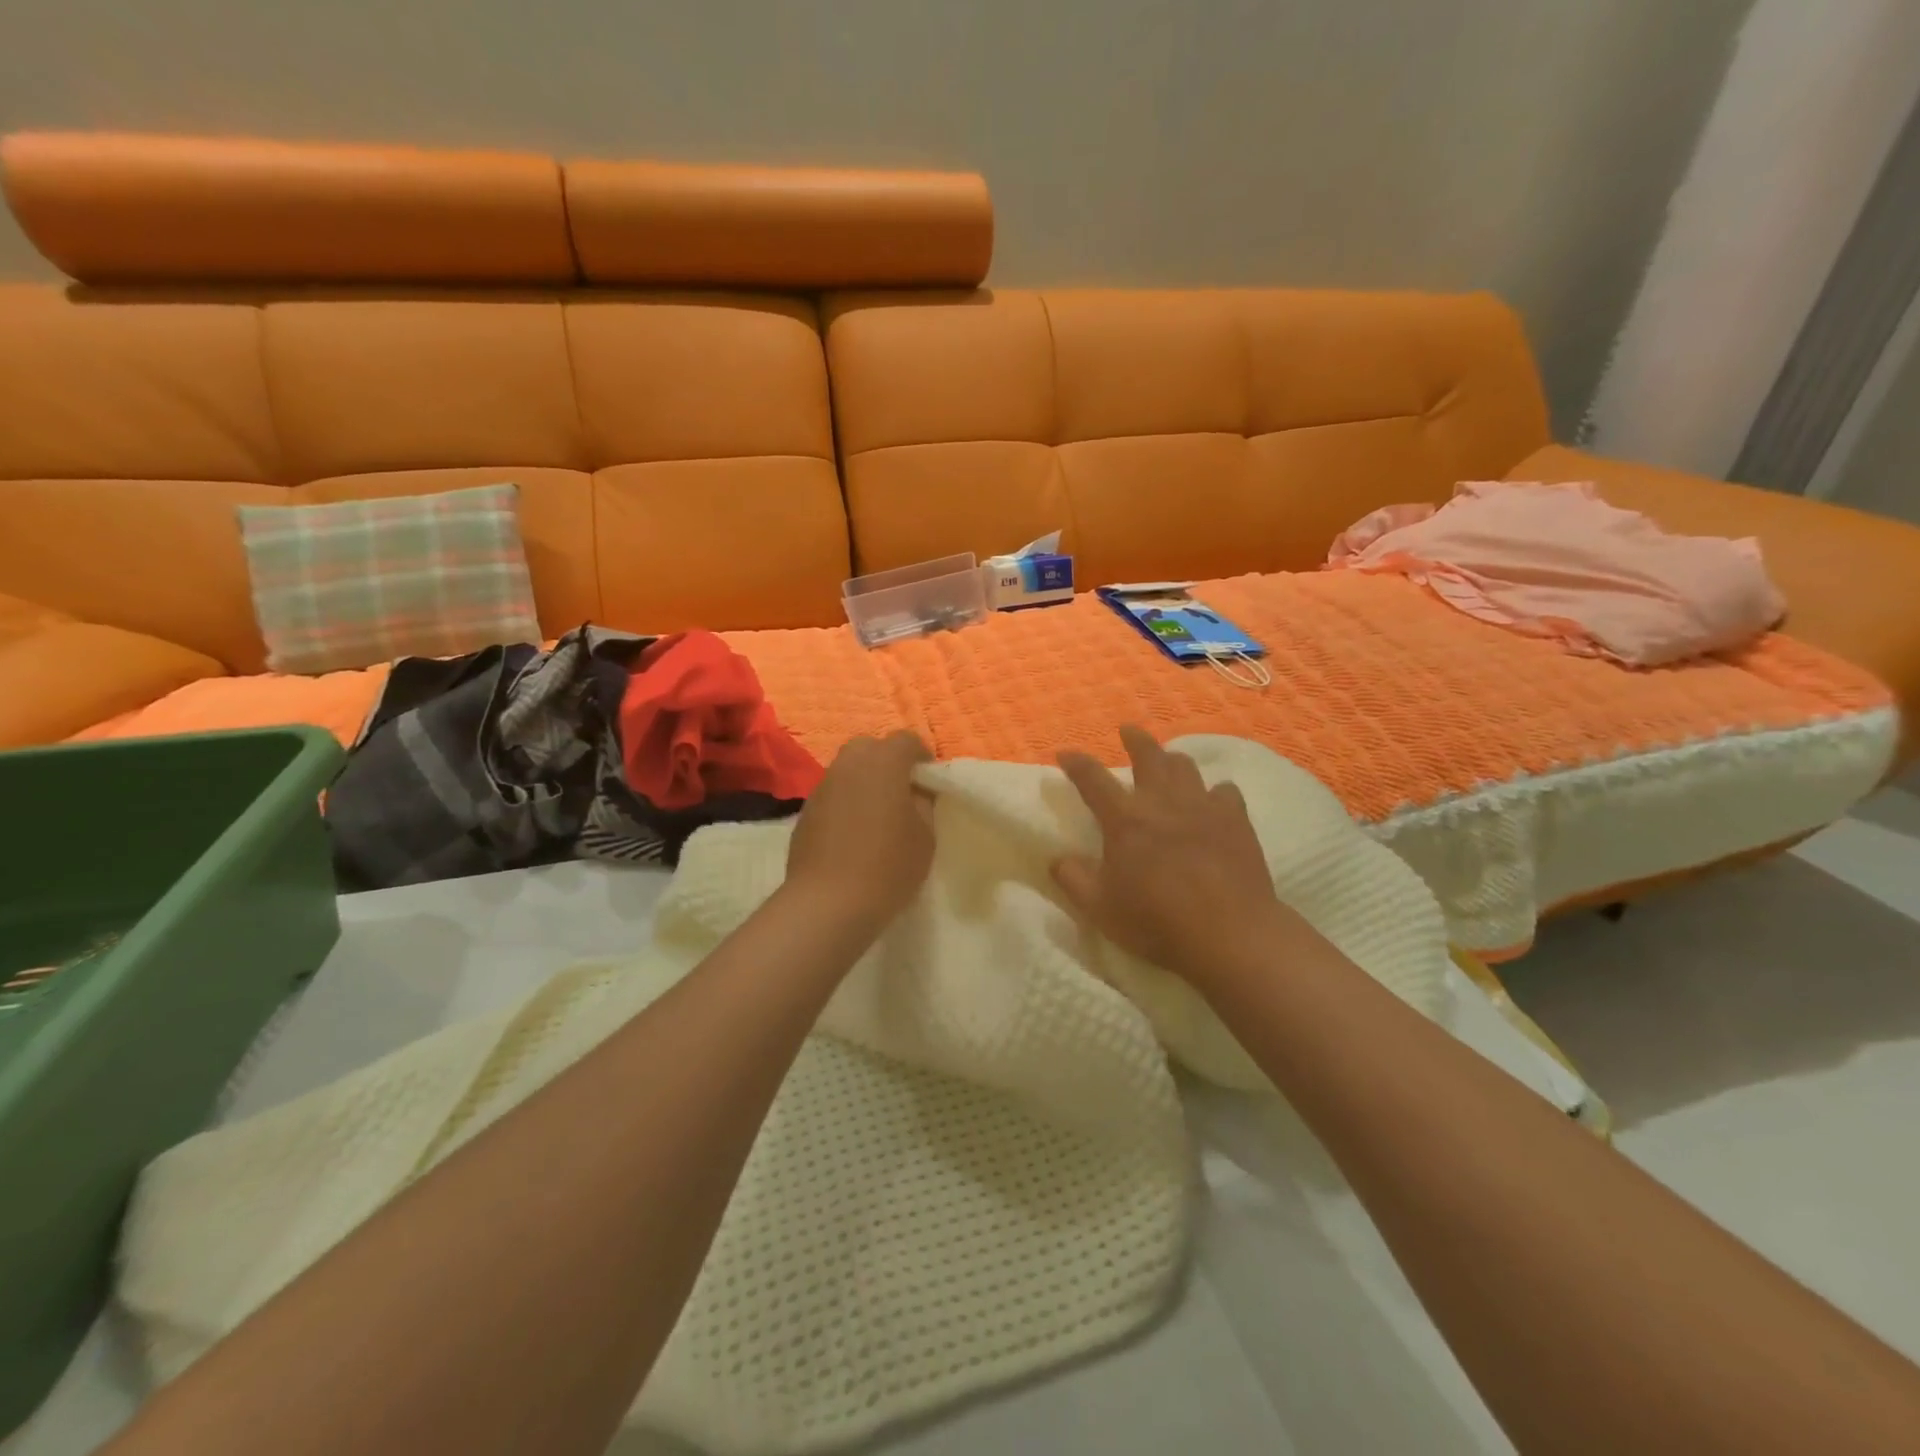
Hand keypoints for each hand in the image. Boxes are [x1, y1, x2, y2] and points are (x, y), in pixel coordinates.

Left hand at [785, 731, 935, 931]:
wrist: (828, 902)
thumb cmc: (888, 866)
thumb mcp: (926, 836)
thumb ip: (924, 803)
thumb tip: (916, 791)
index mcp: (883, 762)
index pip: (907, 740)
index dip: (922, 756)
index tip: (930, 780)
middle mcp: (849, 764)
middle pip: (871, 747)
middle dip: (888, 762)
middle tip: (902, 792)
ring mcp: (823, 786)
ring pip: (848, 769)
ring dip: (864, 781)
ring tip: (878, 813)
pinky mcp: (806, 811)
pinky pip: (833, 794)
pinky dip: (846, 802)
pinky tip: (853, 833)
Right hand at [1054, 725, 1292, 989]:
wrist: (1229, 932)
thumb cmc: (1156, 920)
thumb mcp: (1099, 908)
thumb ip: (1073, 879)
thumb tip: (1056, 858)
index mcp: (1124, 819)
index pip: (1092, 779)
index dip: (1076, 763)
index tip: (1065, 754)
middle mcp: (1162, 802)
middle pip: (1148, 755)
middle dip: (1135, 738)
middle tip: (1128, 730)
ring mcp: (1203, 806)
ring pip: (1186, 767)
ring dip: (1172, 760)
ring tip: (1168, 763)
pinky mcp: (1236, 820)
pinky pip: (1225, 791)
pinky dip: (1215, 792)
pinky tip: (1214, 800)